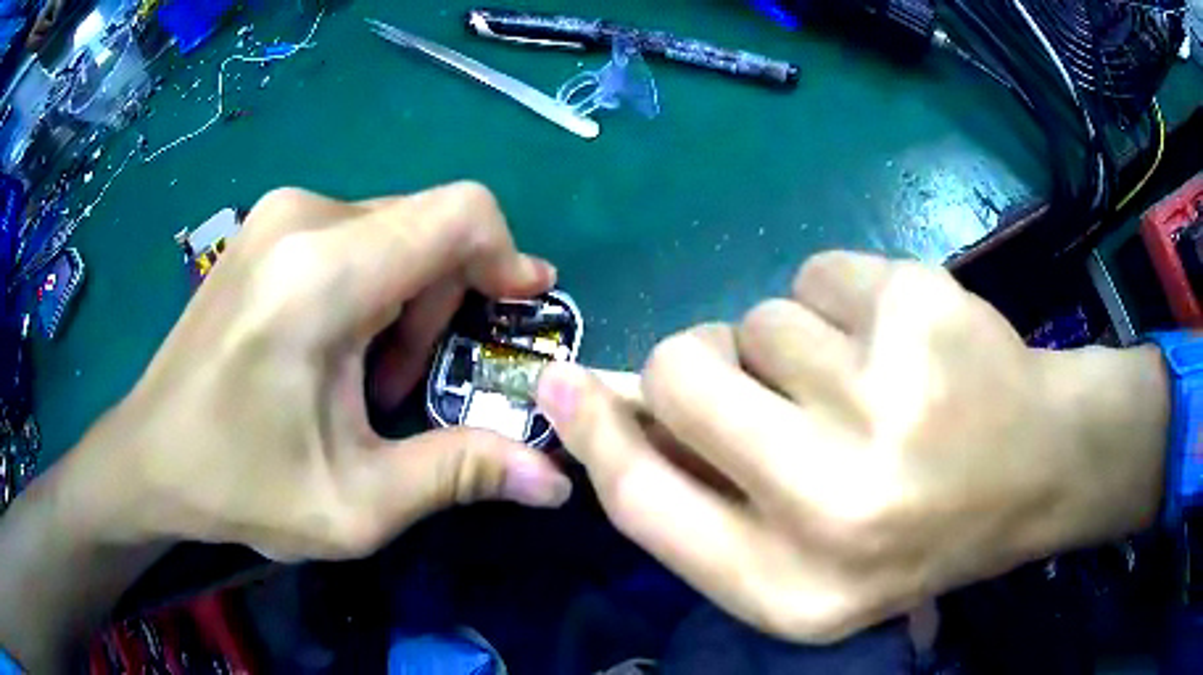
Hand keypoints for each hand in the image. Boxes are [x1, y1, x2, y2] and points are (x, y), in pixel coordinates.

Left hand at [58, 183, 570, 560]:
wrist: (149, 455)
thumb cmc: (240, 485)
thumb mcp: (356, 504)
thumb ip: (461, 475)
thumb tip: (556, 479)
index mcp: (323, 275)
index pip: (460, 213)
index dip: (506, 255)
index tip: (518, 308)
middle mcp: (304, 217)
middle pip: (429, 225)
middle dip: (445, 302)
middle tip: (406, 385)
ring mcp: (280, 212)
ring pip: (396, 228)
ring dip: (407, 299)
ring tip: (366, 377)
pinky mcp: (268, 224)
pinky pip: (358, 232)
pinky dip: (375, 283)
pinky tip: (336, 346)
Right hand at [538, 251, 1167, 642]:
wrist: (1037, 469)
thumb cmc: (918, 527)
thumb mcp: (807, 559)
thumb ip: (706, 497)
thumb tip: (613, 406)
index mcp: (792, 586)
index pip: (646, 500)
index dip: (594, 432)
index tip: (561, 381)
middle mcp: (834, 504)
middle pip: (684, 373)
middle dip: (702, 363)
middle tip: (765, 381)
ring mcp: (887, 395)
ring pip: (761, 316)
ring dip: (794, 345)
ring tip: (868, 385)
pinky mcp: (920, 305)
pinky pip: (820, 271)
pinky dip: (846, 300)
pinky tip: (904, 345)